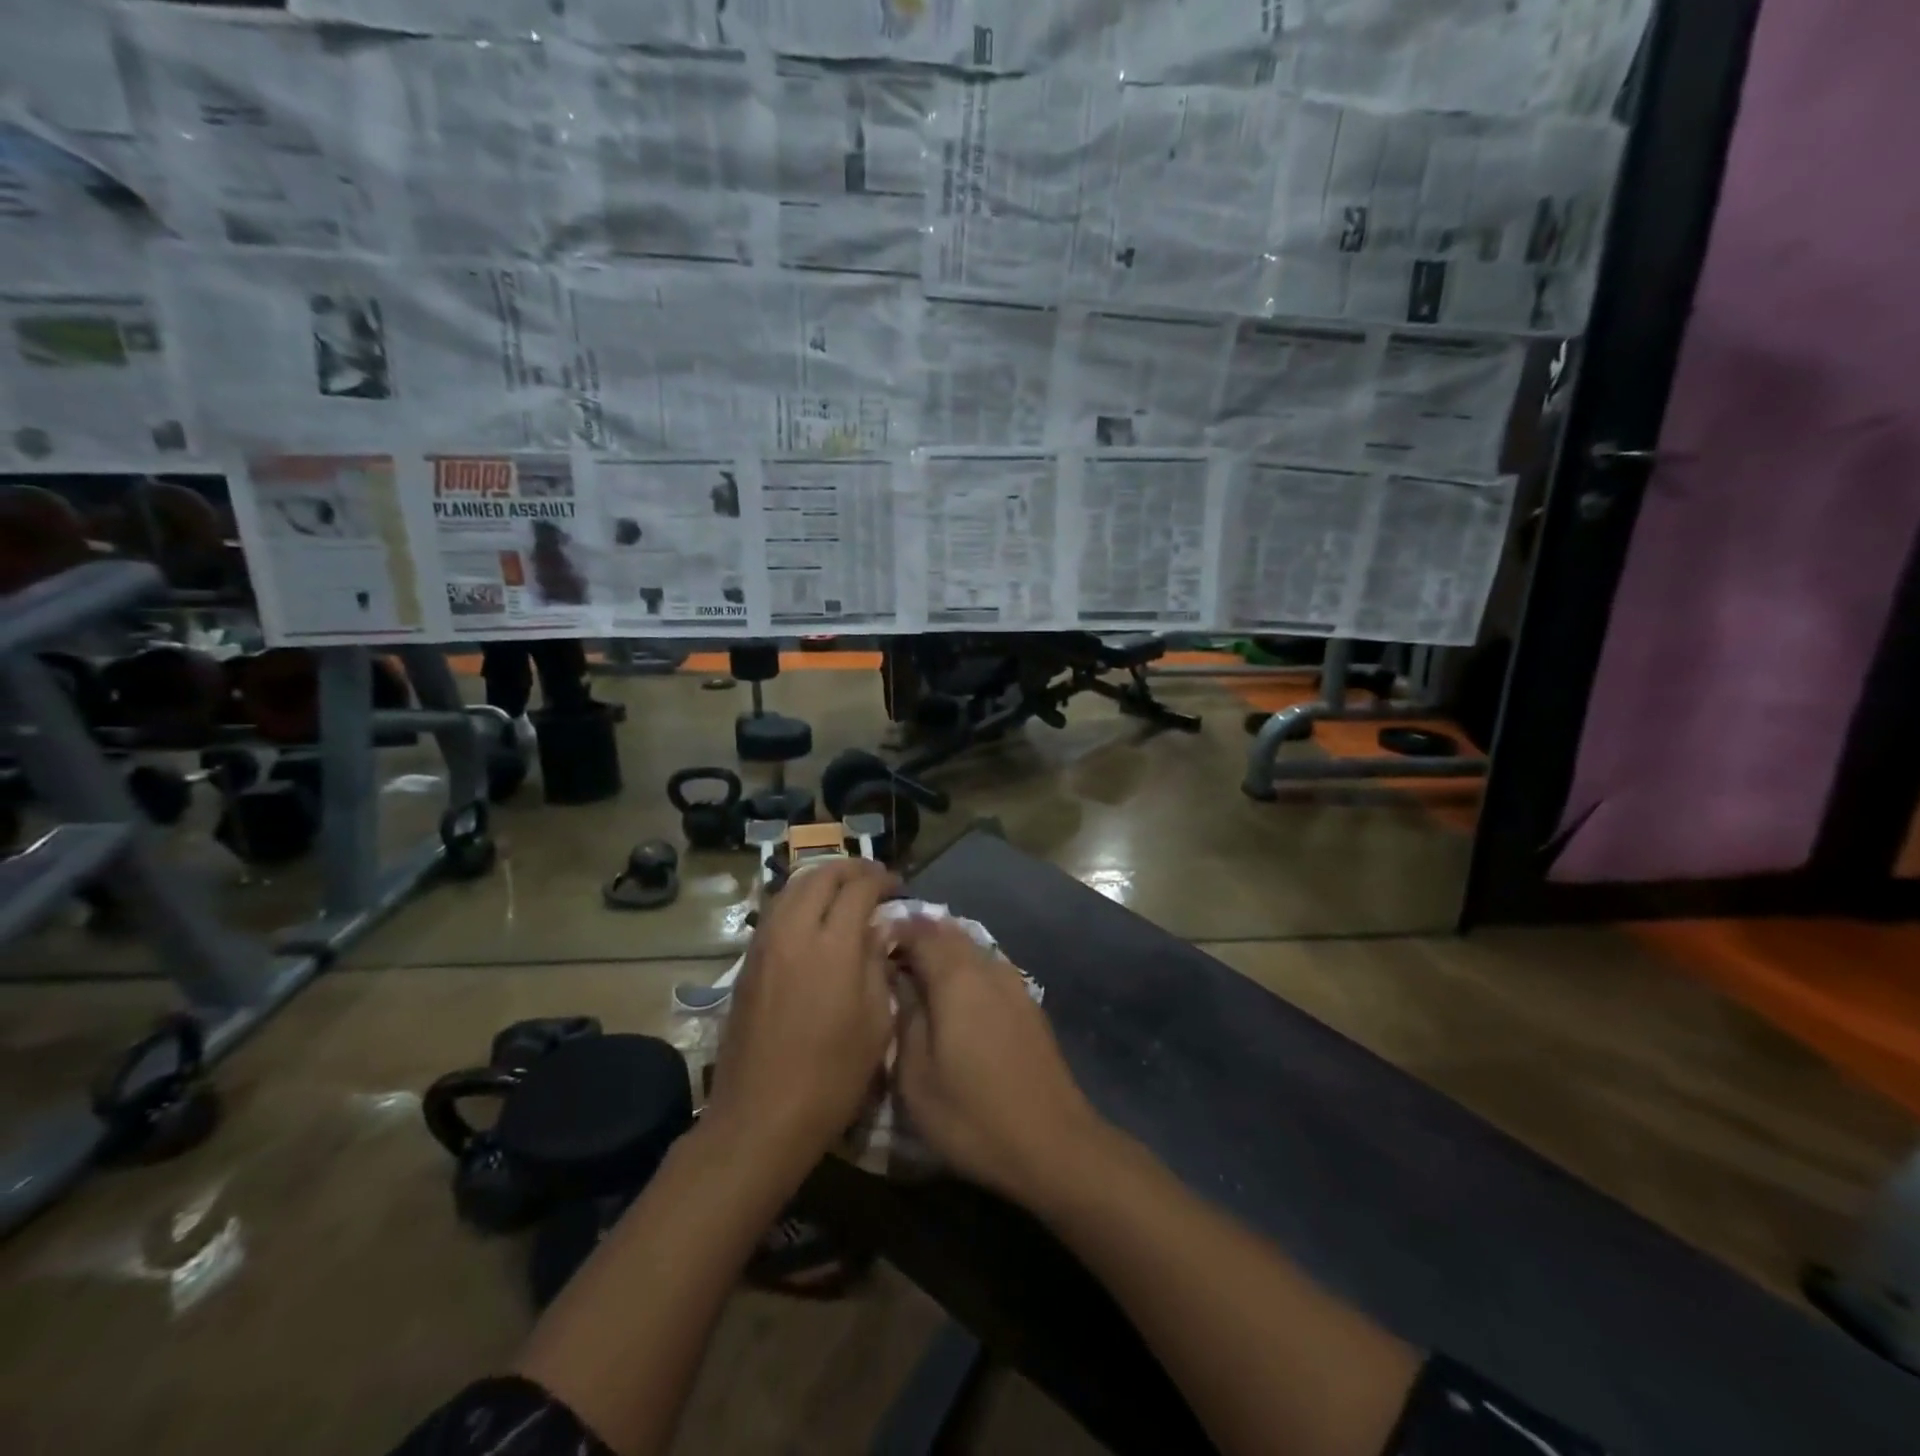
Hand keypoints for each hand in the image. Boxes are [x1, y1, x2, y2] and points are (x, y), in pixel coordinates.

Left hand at [706, 859, 898, 1167]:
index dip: (881, 879)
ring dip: (821, 880)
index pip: (858, 888)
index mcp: (832, 945)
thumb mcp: (876, 1022)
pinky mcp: (748, 962)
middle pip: (820, 876)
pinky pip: (775, 911)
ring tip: (844, 890)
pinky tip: (814, 917)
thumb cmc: (832, 1076)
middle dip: (850, 869)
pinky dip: (798, 900)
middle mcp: (794, 932)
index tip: (898, 886)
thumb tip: (879, 928)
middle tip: (873, 879)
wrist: (761, 1117)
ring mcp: (764, 945)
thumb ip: (878, 963)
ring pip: (792, 888)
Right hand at [892, 916, 1096, 1204]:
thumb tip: (899, 980)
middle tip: (891, 959)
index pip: (920, 933)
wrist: (1053, 1145)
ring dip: (944, 952)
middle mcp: (988, 969)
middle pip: (950, 934)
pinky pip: (989, 970)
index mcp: (956, 979)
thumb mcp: (917, 1077)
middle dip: (919, 937)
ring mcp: (1015, 985)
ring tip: (919, 978)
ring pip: (972, 950)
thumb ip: (905, 1018)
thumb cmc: (972, 1115)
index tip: (871, 946)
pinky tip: (956, 999)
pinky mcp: (1029, 1005)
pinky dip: (967, 971)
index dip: (894, 932)